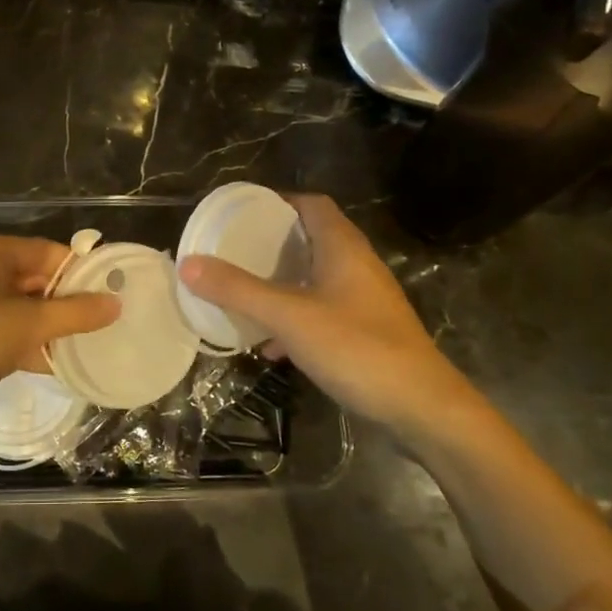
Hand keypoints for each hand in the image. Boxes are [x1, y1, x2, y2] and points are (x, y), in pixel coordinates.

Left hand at [0, 235, 118, 448]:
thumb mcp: (25, 325)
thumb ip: (74, 312)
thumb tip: (116, 302)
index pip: (46, 252)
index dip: (80, 271)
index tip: (114, 294)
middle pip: (34, 280)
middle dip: (68, 302)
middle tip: (109, 323)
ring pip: (22, 310)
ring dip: (51, 327)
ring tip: (92, 345)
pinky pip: (6, 334)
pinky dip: (29, 346)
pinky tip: (58, 365)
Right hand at [177, 194, 492, 440]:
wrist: (422, 408)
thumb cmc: (357, 348)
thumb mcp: (289, 317)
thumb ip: (238, 290)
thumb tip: (189, 263)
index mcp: (343, 248)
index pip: (312, 204)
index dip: (279, 202)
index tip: (242, 212)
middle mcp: (357, 266)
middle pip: (312, 239)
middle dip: (273, 243)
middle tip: (234, 250)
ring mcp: (365, 301)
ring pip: (316, 278)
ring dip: (282, 282)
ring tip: (244, 291)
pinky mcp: (367, 332)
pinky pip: (322, 311)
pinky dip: (295, 317)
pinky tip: (272, 344)